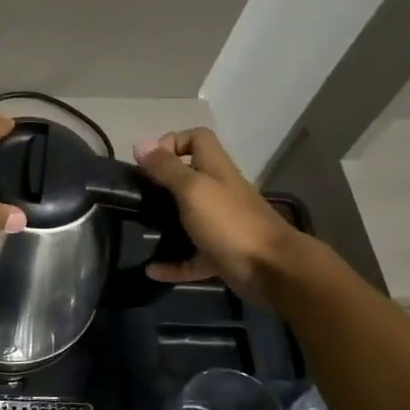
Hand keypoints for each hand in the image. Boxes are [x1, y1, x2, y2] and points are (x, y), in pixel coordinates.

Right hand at [133, 127, 301, 297]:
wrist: (271, 269)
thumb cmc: (229, 222)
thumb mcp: (192, 189)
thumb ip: (166, 168)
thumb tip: (140, 143)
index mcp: (215, 170)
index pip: (197, 139)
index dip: (173, 142)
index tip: (149, 162)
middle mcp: (219, 193)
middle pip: (189, 178)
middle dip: (161, 184)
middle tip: (137, 196)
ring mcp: (220, 225)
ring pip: (188, 218)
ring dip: (165, 224)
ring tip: (139, 229)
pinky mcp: (220, 254)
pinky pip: (191, 258)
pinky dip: (172, 264)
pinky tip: (151, 270)